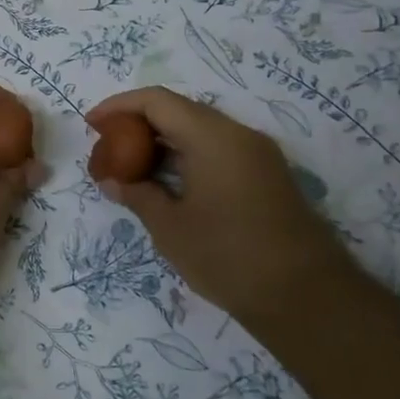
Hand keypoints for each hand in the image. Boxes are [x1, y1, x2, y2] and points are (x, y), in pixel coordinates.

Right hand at [86, 88, 360, 326]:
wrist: (307, 297)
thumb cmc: (228, 256)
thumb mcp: (170, 227)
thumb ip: (137, 195)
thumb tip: (112, 181)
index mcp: (212, 137)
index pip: (157, 101)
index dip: (119, 106)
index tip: (92, 125)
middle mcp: (238, 134)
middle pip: (179, 111)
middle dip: (138, 124)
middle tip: (108, 148)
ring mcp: (257, 155)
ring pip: (199, 131)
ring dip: (162, 142)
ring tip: (130, 168)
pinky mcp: (266, 176)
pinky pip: (217, 150)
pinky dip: (185, 157)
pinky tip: (166, 183)